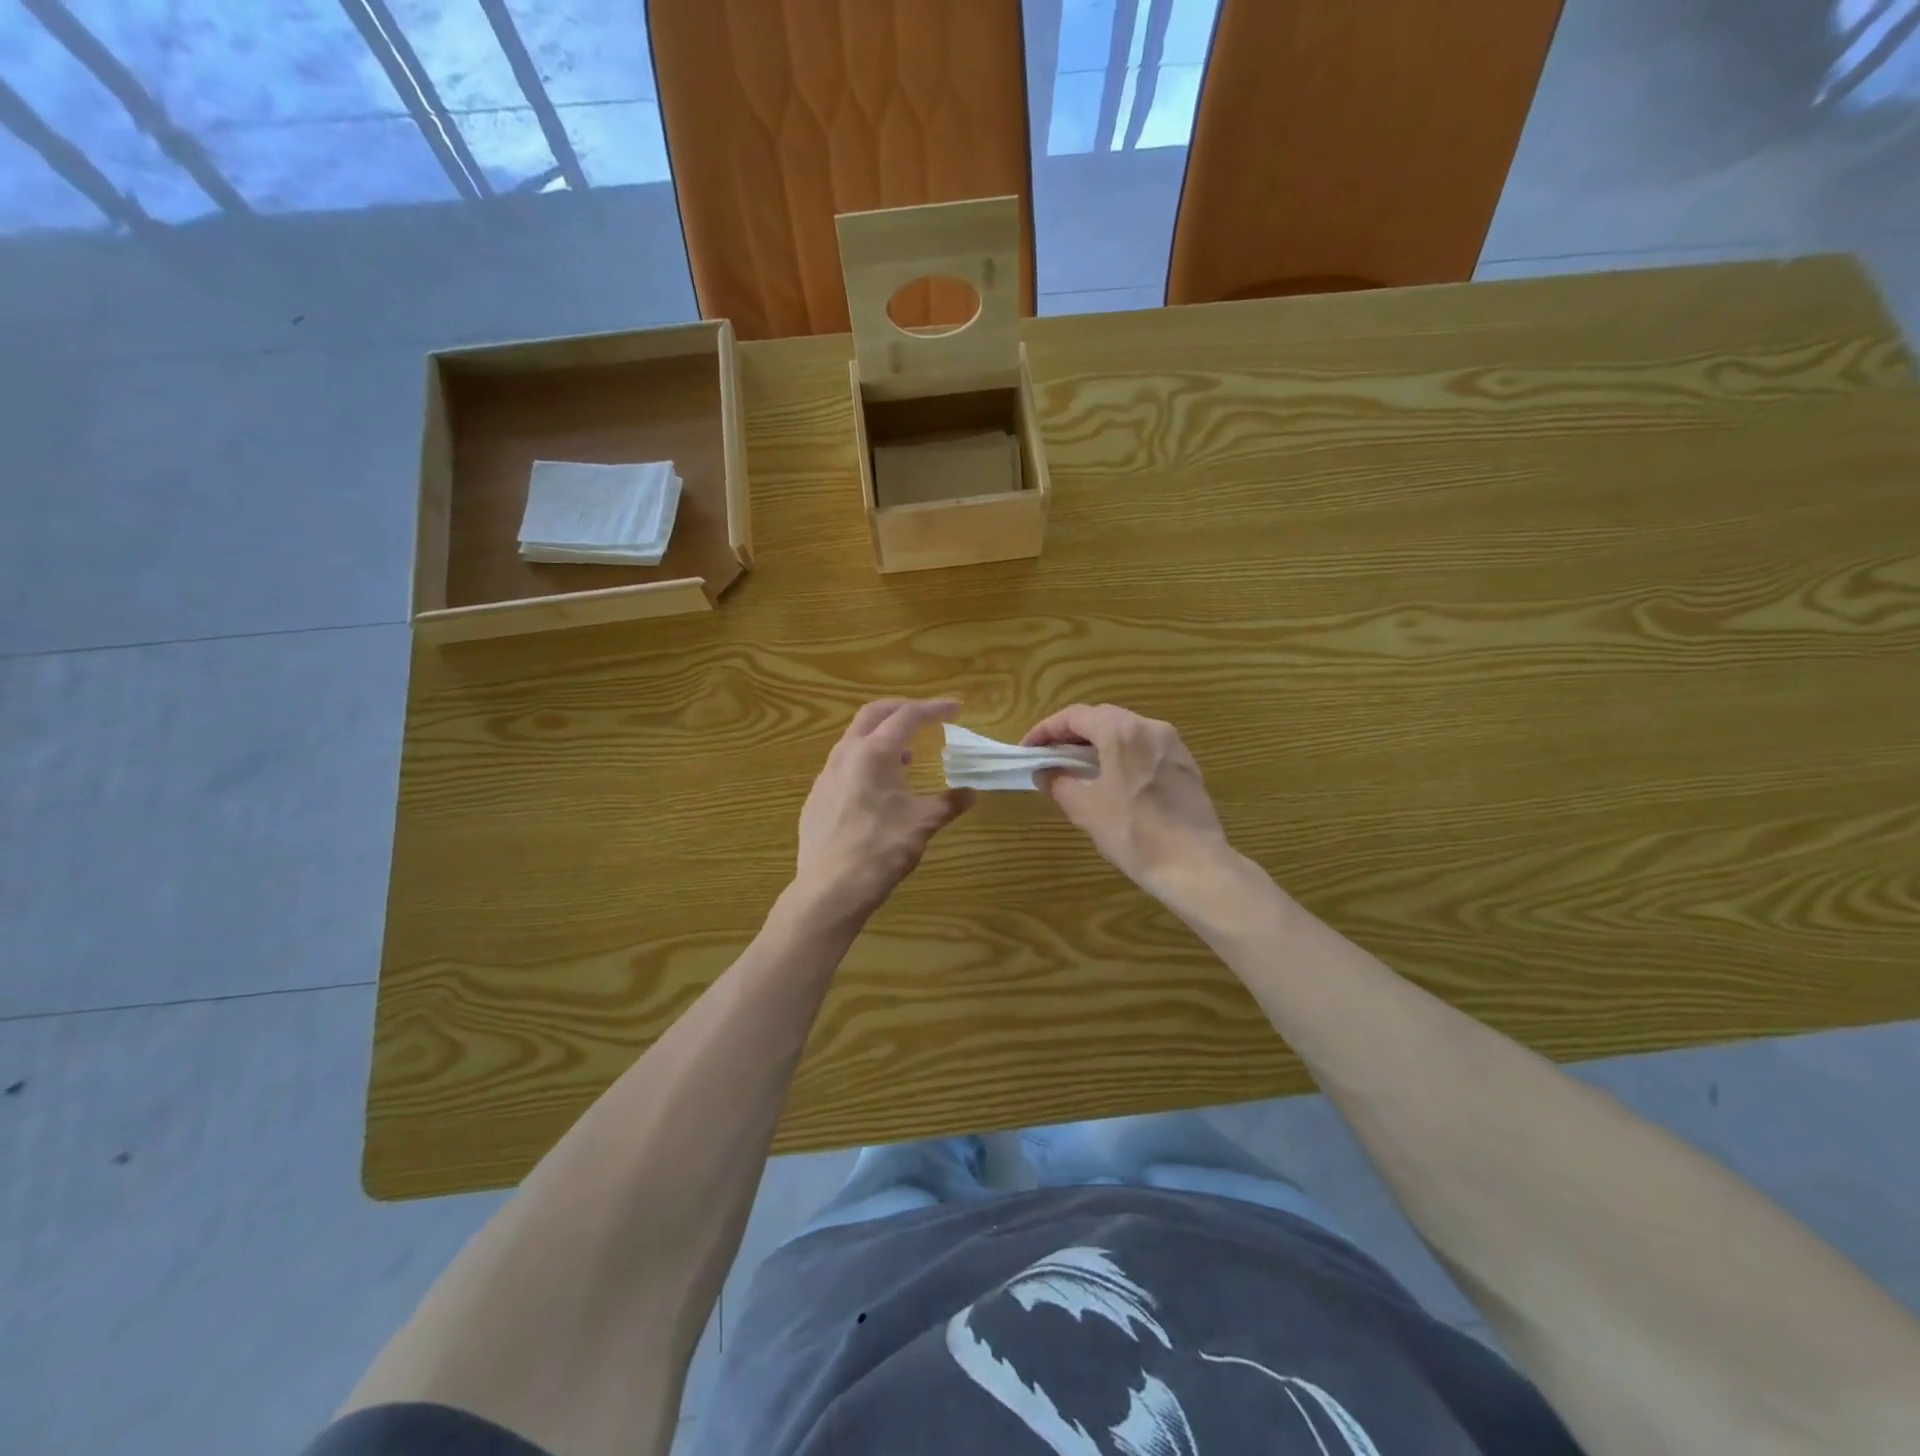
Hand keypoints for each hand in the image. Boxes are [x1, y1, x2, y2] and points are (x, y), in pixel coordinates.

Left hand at [795, 699, 974, 923]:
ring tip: (906, 757)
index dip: (934, 709)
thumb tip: (970, 794)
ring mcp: (826, 775)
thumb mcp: (923, 824)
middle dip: (901, 710)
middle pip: (873, 715)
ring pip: (855, 740)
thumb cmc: (881, 848)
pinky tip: (877, 790)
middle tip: (925, 717)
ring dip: (882, 738)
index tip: (955, 709)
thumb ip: (948, 803)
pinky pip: (843, 766)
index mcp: (875, 752)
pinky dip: (866, 763)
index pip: (908, 716)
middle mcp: (846, 754)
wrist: (830, 888)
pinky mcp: (816, 797)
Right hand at [1022, 703, 1232, 899]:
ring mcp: (1172, 744)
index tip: (1028, 748)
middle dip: (1071, 734)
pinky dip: (1122, 754)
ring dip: (1098, 742)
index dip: (1046, 730)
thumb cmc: (1133, 833)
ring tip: (1077, 766)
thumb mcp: (1086, 809)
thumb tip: (1044, 772)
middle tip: (1049, 755)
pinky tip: (1113, 778)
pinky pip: (1145, 747)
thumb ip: (1059, 782)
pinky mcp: (1186, 763)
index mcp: (1121, 732)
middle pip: (1102, 717)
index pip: (1075, 716)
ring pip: (1126, 731)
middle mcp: (1150, 727)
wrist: (1194, 865)